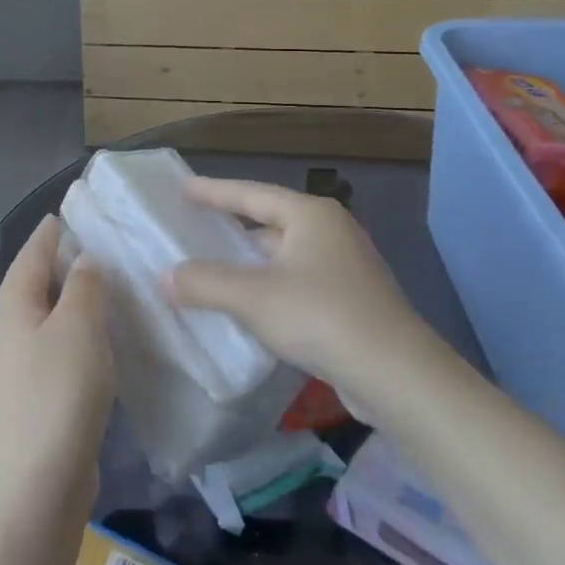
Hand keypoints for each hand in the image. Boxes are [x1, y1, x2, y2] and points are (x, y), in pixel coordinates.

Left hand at [0, 216, 114, 515]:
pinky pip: (62, 347)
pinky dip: (81, 332)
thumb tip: (83, 259)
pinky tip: (105, 338)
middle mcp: (13, 332)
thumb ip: (83, 287)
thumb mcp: (77, 326)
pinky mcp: (42, 397)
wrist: (39, 484)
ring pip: (50, 317)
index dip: (49, 232)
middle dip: (61, 262)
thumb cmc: (58, 392)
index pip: (31, 254)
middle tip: (99, 243)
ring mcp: (24, 367)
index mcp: (15, 306)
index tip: (69, 211)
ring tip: (108, 284)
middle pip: (35, 283)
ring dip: (73, 298)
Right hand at [167, 176, 428, 390]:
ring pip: (285, 257)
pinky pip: (298, 283)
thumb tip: (165, 276)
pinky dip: (270, 289)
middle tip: (194, 229)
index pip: (251, 193)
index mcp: (311, 215)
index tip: (184, 188)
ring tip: (212, 271)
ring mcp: (347, 267)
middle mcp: (331, 231)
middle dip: (232, 228)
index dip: (214, 191)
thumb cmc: (322, 317)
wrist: (398, 377)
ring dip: (250, 265)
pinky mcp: (353, 302)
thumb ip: (205, 283)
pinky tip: (249, 309)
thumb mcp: (253, 298)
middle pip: (270, 222)